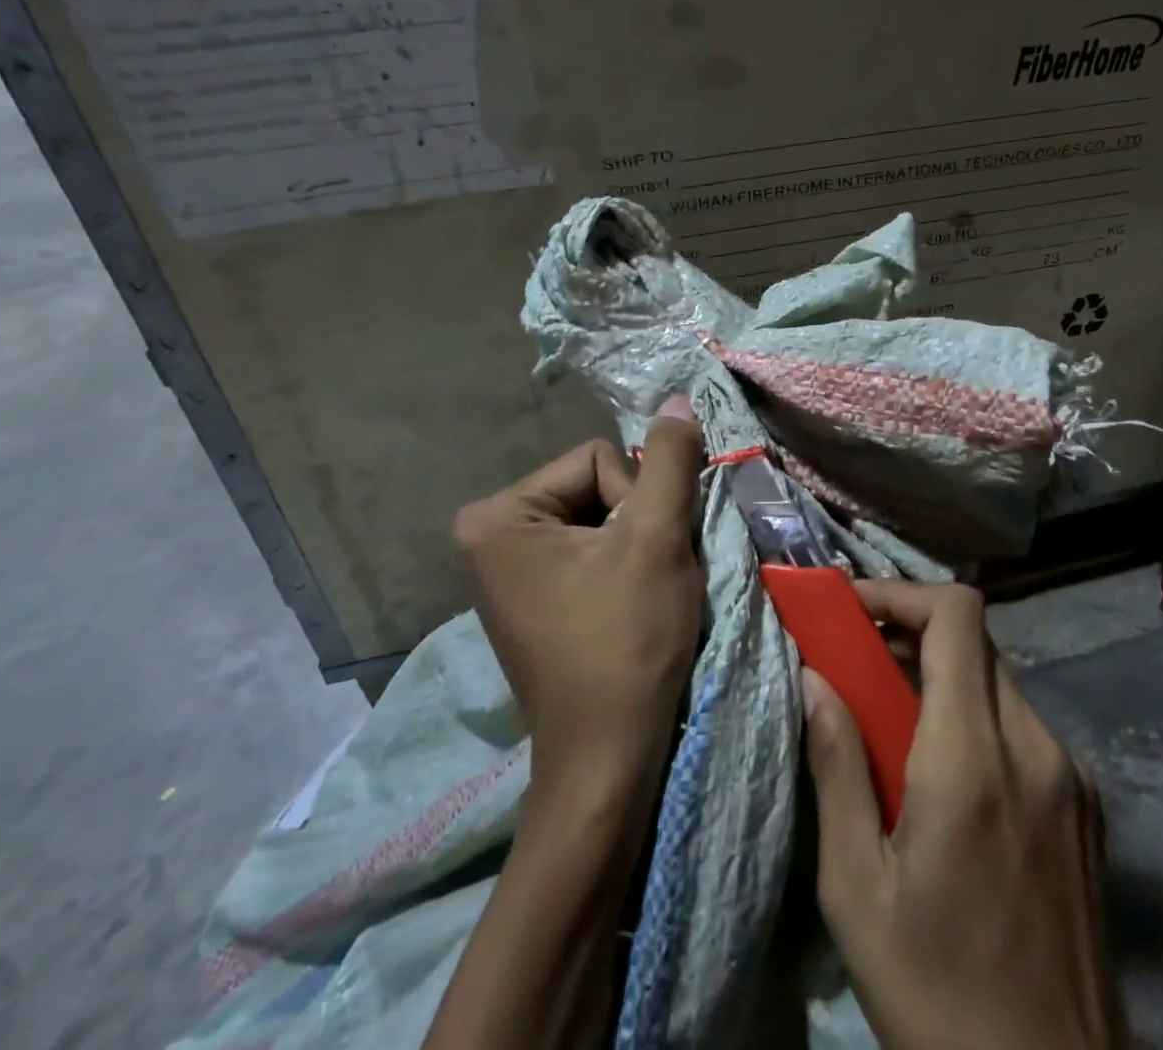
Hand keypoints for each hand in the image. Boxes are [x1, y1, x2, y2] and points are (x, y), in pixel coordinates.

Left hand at [432, 403, 706, 1049]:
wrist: (608, 763)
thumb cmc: (626, 644)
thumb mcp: (656, 538)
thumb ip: (670, 459)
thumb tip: (675, 399)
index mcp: (496, 515)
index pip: (598, 459)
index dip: (638, 501)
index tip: (644, 560)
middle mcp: (487, 535)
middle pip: (596, 486)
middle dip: (636, 524)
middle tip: (649, 579)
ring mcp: (506, 571)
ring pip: (600, 519)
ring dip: (636, 547)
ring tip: (644, 596)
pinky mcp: (531, 598)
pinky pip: (588, 552)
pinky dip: (622, 569)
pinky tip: (631, 608)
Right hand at [803, 581, 1124, 1049]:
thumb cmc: (936, 994)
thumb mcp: (856, 888)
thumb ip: (836, 766)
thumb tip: (813, 677)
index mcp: (973, 759)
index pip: (956, 615)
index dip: (901, 592)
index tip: (851, 612)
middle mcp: (1035, 747)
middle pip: (976, 639)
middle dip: (911, 630)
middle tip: (859, 661)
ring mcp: (1072, 776)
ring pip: (999, 679)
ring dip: (943, 674)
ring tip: (892, 719)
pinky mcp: (1088, 806)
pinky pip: (1023, 724)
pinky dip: (976, 715)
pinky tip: (946, 774)